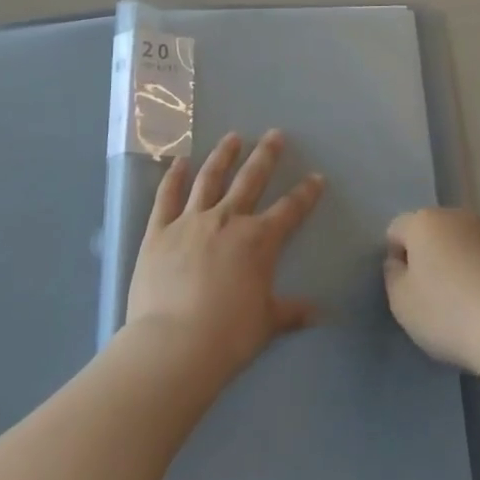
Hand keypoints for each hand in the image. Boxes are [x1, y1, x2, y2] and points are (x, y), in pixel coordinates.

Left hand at [125, 130, 324, 380]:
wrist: (174, 345)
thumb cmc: (228, 337)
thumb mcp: (267, 324)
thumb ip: (291, 312)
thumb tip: (320, 314)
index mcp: (258, 241)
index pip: (289, 210)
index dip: (305, 193)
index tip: (316, 176)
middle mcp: (227, 220)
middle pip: (250, 180)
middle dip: (265, 156)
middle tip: (274, 134)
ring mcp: (190, 221)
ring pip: (209, 178)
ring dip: (223, 155)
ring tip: (232, 137)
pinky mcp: (159, 230)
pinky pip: (167, 196)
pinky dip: (173, 177)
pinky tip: (179, 161)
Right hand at [384, 208, 479, 373]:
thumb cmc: (448, 314)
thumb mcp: (402, 304)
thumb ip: (393, 276)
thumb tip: (400, 263)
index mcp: (424, 222)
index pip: (398, 230)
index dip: (397, 258)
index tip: (407, 289)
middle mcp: (458, 216)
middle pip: (434, 232)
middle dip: (431, 257)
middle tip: (436, 297)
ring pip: (467, 244)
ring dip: (463, 263)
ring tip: (470, 305)